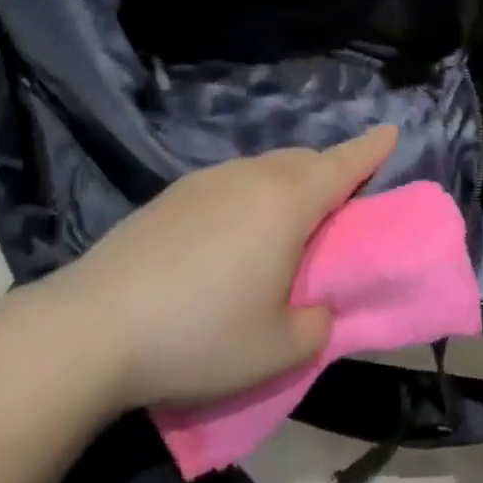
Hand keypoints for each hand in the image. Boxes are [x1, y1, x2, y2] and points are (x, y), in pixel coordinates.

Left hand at [26, 127, 397, 414]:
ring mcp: (206, 181)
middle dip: (329, 172)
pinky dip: (249, 197)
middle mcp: (251, 177)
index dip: (372, 149)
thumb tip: (315, 310)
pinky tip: (230, 240)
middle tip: (337, 205)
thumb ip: (315, 326)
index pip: (343, 164)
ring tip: (283, 229)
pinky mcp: (171, 196)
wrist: (91, 329)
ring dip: (286, 186)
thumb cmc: (200, 335)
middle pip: (304, 161)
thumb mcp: (277, 350)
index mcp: (288, 203)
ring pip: (263, 170)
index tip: (392, 131)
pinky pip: (230, 184)